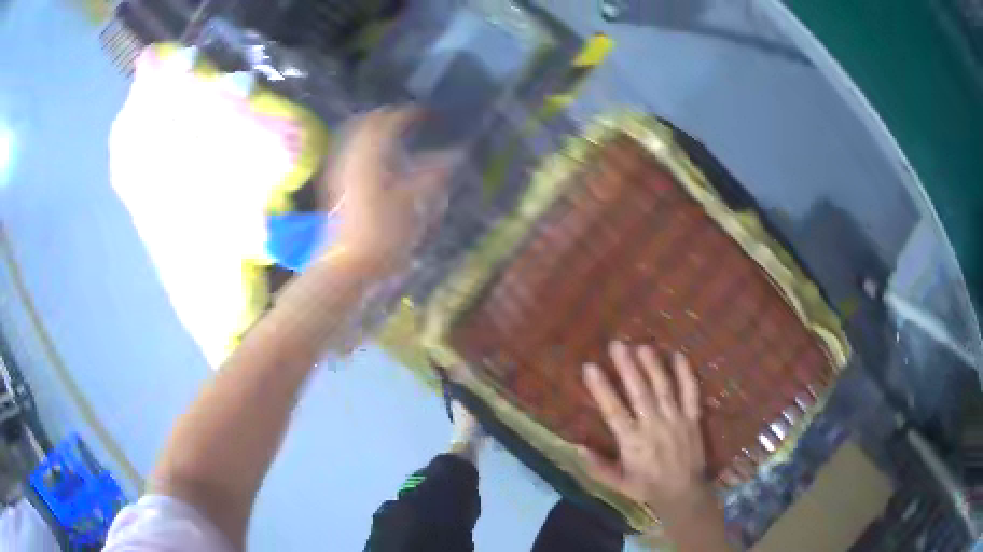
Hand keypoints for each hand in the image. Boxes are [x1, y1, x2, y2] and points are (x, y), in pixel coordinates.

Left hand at [326, 108, 451, 270]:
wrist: (346, 265)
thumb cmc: (382, 234)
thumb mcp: (414, 203)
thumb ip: (434, 174)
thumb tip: (456, 155)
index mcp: (370, 155)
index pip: (388, 121)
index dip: (408, 114)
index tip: (425, 113)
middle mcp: (350, 156)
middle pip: (365, 124)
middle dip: (387, 118)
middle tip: (407, 120)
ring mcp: (338, 171)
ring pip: (354, 138)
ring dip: (373, 131)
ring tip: (393, 137)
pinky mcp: (334, 186)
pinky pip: (348, 154)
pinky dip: (364, 148)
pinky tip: (377, 162)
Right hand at [580, 341, 710, 518]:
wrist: (684, 493)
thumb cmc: (646, 487)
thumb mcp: (617, 484)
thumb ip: (597, 467)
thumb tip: (577, 446)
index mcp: (633, 442)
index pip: (614, 411)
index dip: (601, 388)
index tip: (590, 367)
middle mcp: (654, 426)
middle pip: (639, 392)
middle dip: (627, 367)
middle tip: (617, 344)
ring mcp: (676, 420)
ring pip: (663, 388)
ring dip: (653, 366)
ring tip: (642, 346)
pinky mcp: (693, 418)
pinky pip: (691, 393)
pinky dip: (686, 374)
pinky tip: (678, 356)